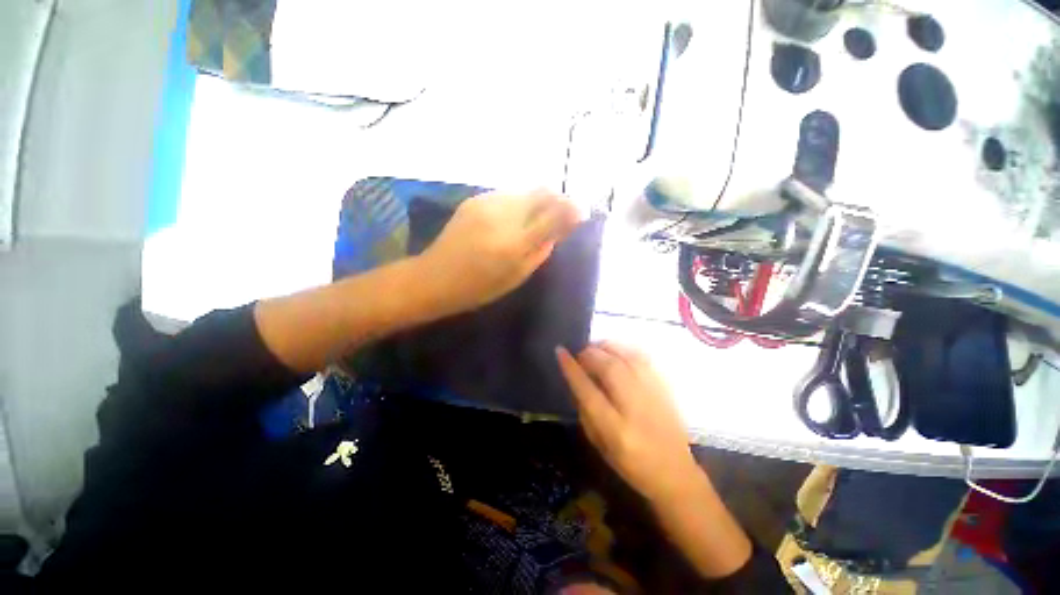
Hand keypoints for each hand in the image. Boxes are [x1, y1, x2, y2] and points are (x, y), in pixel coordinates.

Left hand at [418, 189, 580, 314]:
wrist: (435, 277)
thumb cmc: (479, 287)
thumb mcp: (517, 275)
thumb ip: (542, 250)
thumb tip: (562, 227)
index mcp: (515, 242)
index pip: (553, 213)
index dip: (572, 208)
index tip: (582, 210)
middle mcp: (503, 215)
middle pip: (541, 192)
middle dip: (556, 199)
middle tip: (561, 212)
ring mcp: (487, 203)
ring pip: (524, 190)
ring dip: (537, 200)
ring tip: (538, 217)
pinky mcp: (475, 199)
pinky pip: (508, 194)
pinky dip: (519, 202)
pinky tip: (514, 217)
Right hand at [557, 342, 701, 503]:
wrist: (675, 473)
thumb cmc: (630, 465)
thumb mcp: (599, 445)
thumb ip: (585, 411)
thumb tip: (576, 380)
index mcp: (616, 430)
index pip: (588, 391)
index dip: (572, 369)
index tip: (560, 351)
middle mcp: (636, 409)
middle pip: (610, 368)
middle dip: (590, 354)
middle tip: (580, 353)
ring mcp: (654, 396)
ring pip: (628, 359)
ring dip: (607, 348)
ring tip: (595, 349)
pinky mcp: (666, 389)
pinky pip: (644, 359)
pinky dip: (625, 350)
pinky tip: (616, 351)